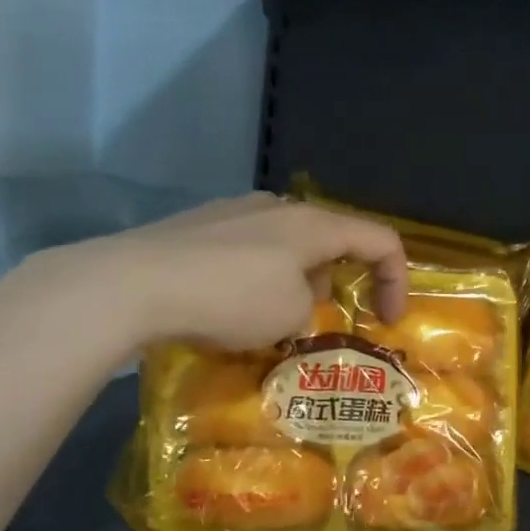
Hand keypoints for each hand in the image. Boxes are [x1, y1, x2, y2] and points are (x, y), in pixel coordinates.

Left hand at [55, 193, 408, 354]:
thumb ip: (309, 307)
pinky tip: (229, 309)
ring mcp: (231, 213)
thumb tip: (292, 304)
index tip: (388, 322)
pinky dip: (257, 279)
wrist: (132, 284)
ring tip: (272, 323)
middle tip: (321, 321)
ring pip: (286, 246)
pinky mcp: (196, 228)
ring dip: (296, 283)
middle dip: (338, 283)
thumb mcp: (291, 316)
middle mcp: (276, 207)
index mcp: (312, 223)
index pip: (380, 240)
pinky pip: (246, 252)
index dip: (397, 280)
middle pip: (331, 240)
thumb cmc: (230, 299)